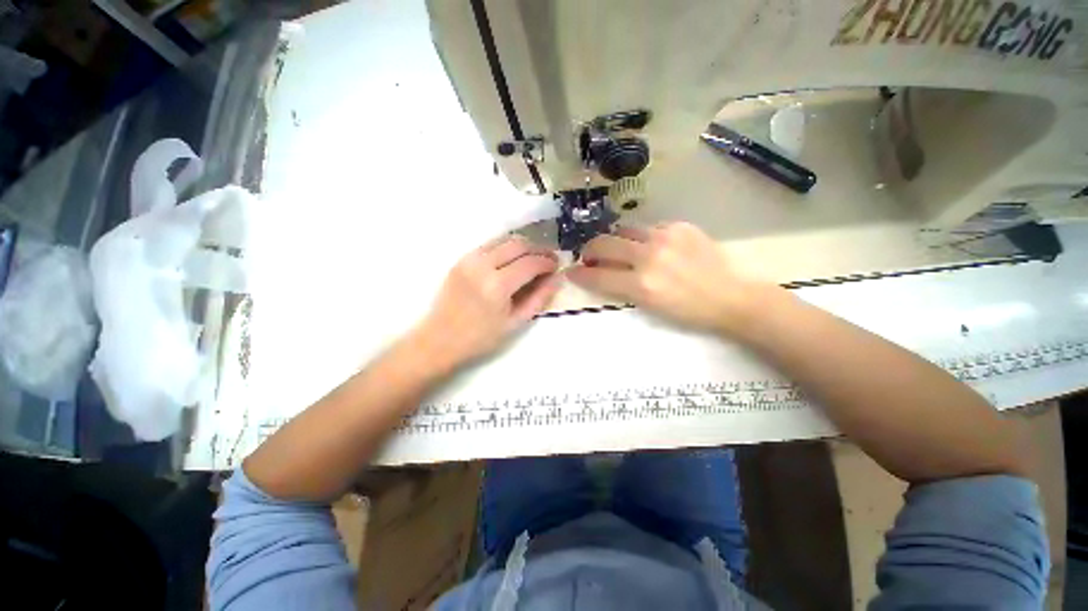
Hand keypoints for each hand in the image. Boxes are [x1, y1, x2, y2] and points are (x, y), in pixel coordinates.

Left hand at [413, 235, 559, 370]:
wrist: (440, 339)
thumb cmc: (481, 337)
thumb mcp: (515, 323)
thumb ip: (539, 298)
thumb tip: (556, 279)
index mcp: (497, 285)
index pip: (530, 263)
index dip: (548, 262)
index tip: (557, 266)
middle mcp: (482, 265)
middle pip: (518, 244)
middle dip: (538, 249)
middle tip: (548, 260)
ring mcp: (469, 259)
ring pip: (503, 240)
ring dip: (523, 246)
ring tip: (533, 258)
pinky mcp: (461, 259)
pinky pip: (489, 245)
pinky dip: (506, 248)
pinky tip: (512, 260)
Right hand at [566, 222, 773, 333]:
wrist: (731, 296)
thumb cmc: (688, 311)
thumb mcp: (650, 307)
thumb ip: (621, 287)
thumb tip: (601, 273)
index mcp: (641, 284)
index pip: (598, 275)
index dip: (580, 273)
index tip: (572, 271)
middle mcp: (649, 256)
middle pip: (604, 243)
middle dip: (590, 250)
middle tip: (589, 255)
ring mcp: (665, 236)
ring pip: (624, 230)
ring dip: (615, 241)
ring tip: (620, 249)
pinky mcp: (679, 226)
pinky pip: (648, 227)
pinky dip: (641, 237)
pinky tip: (650, 247)